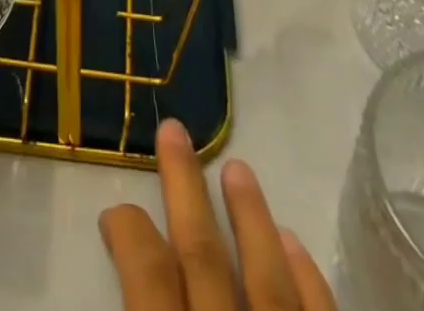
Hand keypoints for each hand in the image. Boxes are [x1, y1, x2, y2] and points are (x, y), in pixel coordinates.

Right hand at [100, 120, 336, 310]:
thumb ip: (142, 303)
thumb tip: (123, 253)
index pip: (147, 275)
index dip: (129, 234)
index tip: (115, 210)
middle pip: (203, 255)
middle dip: (185, 188)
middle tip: (174, 129)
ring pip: (267, 276)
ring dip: (252, 218)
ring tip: (237, 167)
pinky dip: (308, 280)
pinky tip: (294, 242)